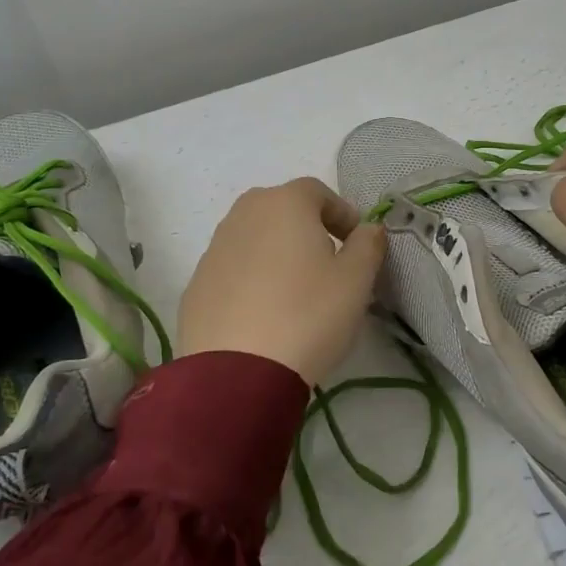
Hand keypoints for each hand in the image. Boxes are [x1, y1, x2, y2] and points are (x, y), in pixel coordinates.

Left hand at [177, 178, 387, 386]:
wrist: (237, 373)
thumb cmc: (307, 315)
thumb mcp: (355, 281)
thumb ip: (368, 245)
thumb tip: (369, 228)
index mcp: (284, 203)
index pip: (318, 192)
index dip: (342, 214)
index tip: (357, 244)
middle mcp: (244, 214)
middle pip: (282, 210)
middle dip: (308, 229)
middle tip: (328, 265)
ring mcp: (214, 248)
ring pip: (256, 238)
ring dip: (278, 253)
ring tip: (296, 293)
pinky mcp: (196, 284)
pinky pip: (234, 269)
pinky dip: (252, 280)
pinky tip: (265, 315)